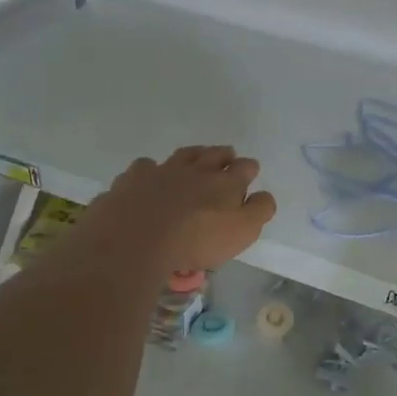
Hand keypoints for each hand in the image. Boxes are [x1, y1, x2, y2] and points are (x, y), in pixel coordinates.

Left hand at [91, 146, 275, 271]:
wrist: (136, 240)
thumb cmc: (196, 241)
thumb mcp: (241, 232)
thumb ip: (258, 211)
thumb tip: (264, 195)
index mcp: (225, 183)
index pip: (244, 168)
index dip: (249, 169)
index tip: (250, 172)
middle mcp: (195, 170)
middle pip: (215, 154)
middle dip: (224, 155)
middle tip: (227, 157)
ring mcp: (162, 171)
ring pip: (183, 155)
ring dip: (193, 155)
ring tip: (195, 159)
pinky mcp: (133, 180)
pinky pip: (145, 167)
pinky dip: (150, 170)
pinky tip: (149, 178)